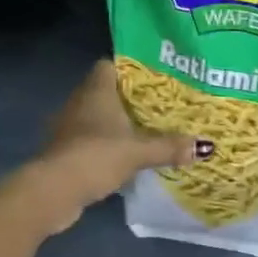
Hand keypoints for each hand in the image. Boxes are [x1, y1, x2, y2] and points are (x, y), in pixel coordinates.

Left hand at [22, 59, 208, 233]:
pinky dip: (104, 145)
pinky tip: (123, 156)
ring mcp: (68, 127)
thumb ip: (169, 147)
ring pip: (96, 117)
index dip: (129, 69)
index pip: (108, 65)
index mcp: (96, 91)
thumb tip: (204, 146)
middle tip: (158, 105)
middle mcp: (79, 102)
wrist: (54, 191)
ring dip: (115, 124)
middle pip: (105, 91)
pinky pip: (90, 139)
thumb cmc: (96, 156)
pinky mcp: (64, 151)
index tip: (152, 78)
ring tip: (145, 130)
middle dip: (128, 98)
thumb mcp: (138, 151)